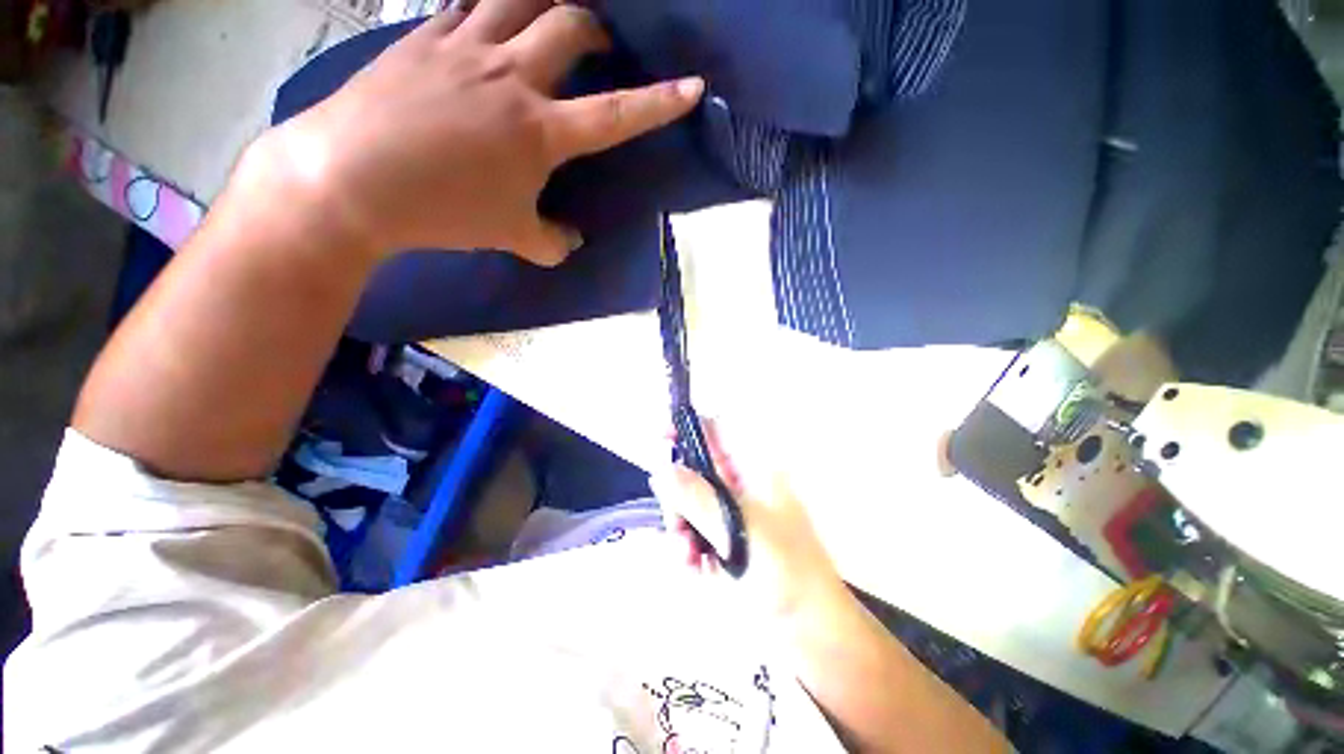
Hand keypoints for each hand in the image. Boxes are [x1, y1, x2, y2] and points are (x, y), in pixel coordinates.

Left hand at [256, 0, 703, 265]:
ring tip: (554, 10)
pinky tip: (493, 13)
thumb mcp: (511, 237)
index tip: (691, 86)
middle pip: (570, 23)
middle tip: (598, 45)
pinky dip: (490, 0)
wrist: (351, 180)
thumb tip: (571, 241)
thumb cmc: (442, 212)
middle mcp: (511, 76)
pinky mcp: (424, 35)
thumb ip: (551, 242)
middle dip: (596, 28)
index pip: (615, 113)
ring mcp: (464, 46)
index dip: (659, 103)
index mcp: (540, 131)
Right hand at [649, 423, 846, 623]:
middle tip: (676, 526)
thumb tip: (661, 468)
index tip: (659, 445)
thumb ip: (698, 498)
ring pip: (687, 500)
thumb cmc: (786, 573)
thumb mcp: (739, 531)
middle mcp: (739, 483)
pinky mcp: (723, 537)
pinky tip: (694, 568)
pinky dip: (687, 546)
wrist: (810, 632)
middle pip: (692, 467)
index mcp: (753, 468)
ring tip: (688, 557)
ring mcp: (730, 511)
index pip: (714, 430)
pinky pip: (691, 529)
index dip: (686, 429)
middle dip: (677, 495)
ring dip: (680, 526)